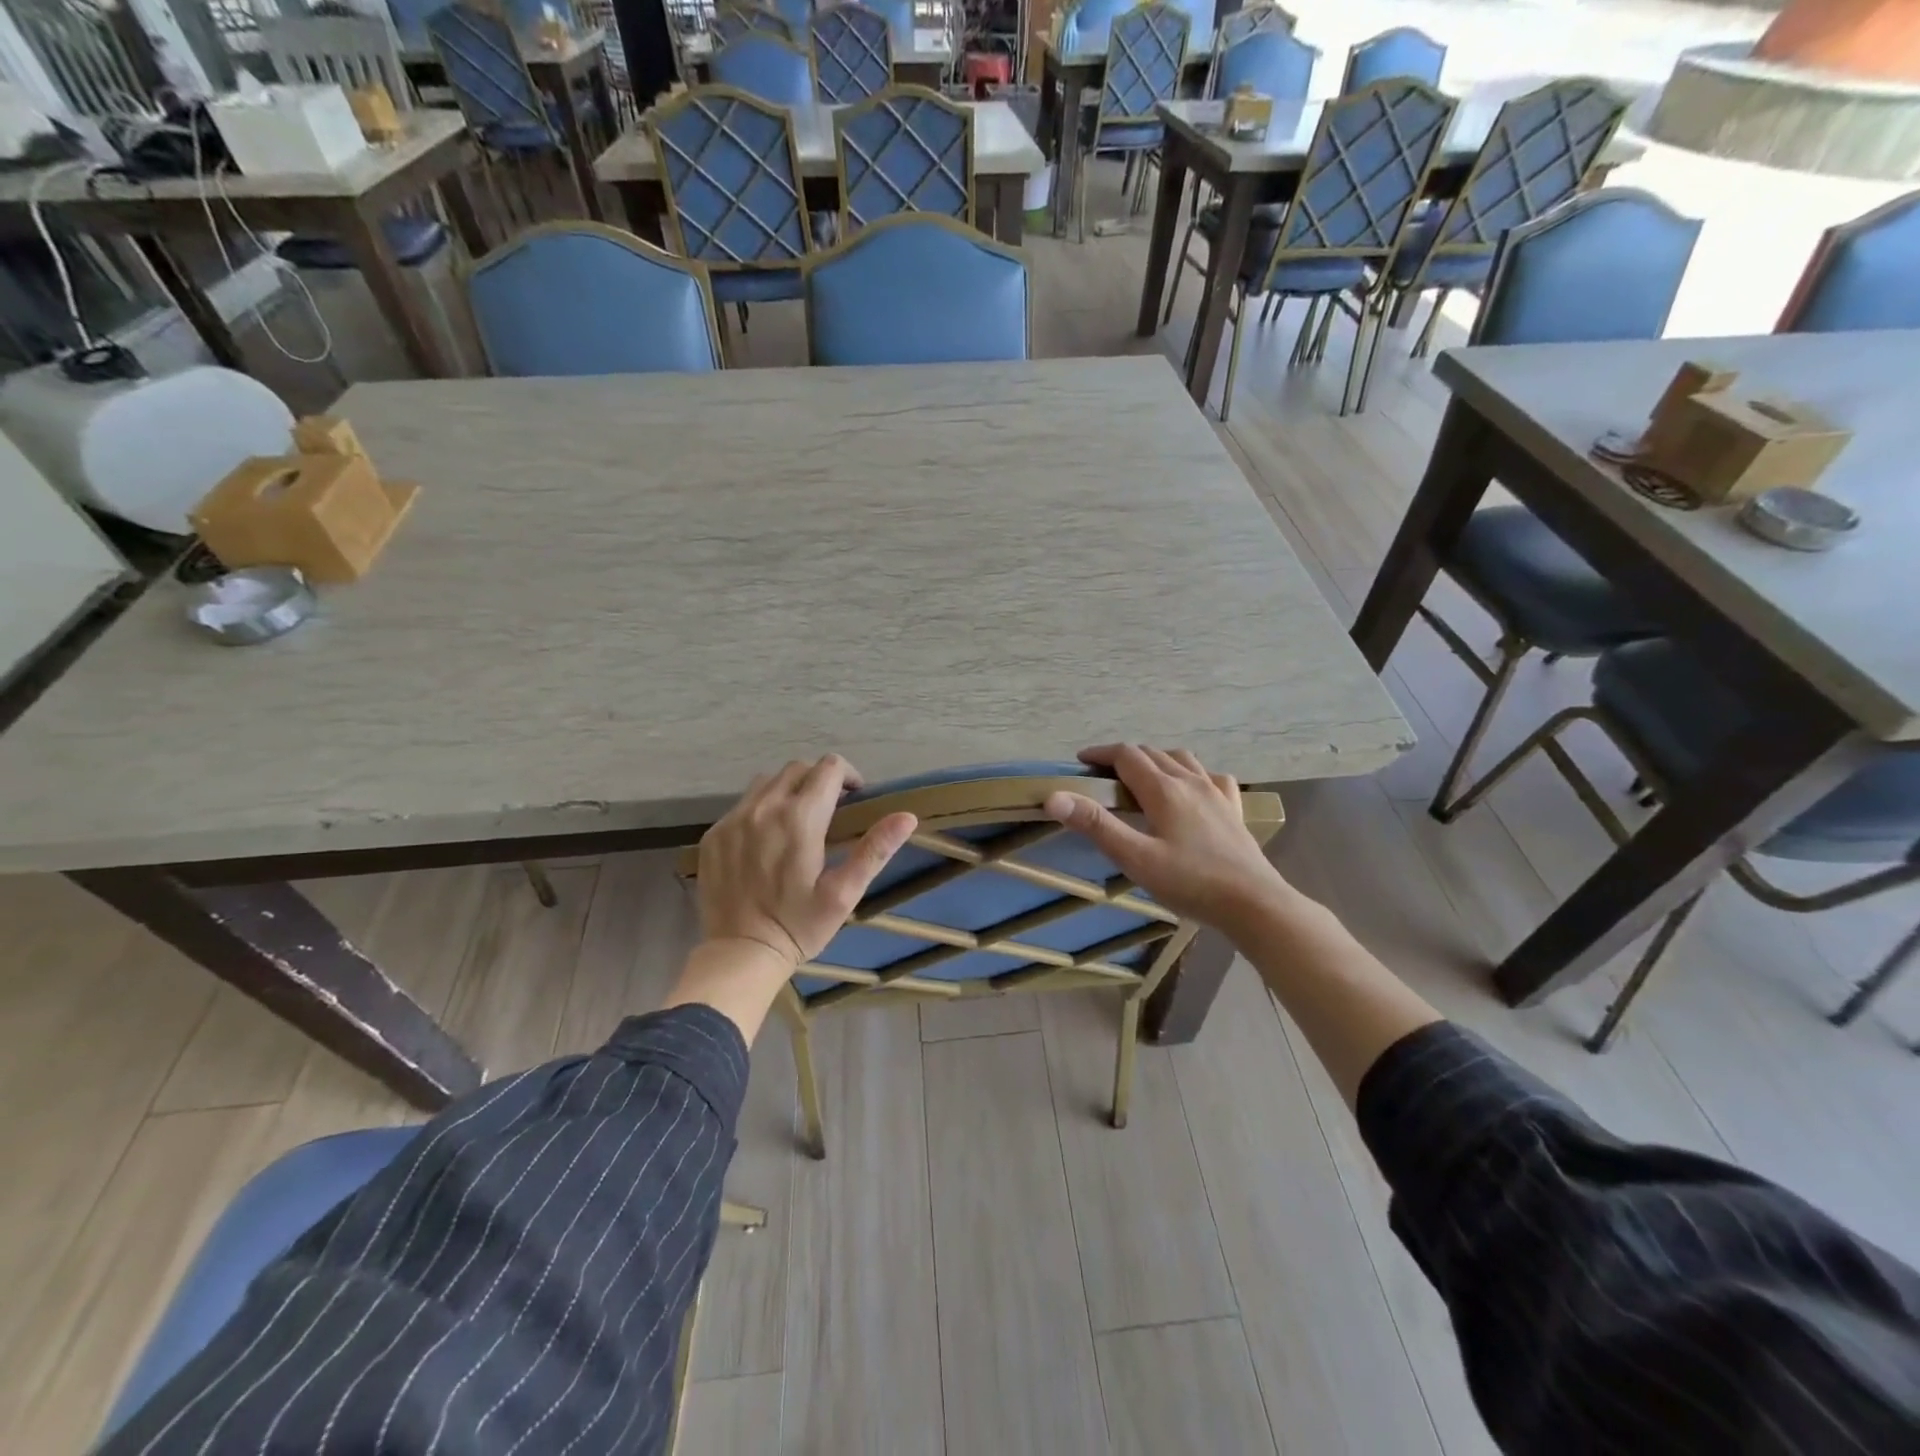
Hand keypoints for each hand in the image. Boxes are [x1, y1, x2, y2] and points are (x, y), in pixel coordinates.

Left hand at [697, 755, 916, 971]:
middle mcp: (764, 807)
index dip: (848, 776)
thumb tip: (907, 816)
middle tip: (830, 809)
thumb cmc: (800, 926)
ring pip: (767, 781)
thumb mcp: (844, 893)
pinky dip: (761, 809)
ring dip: (789, 790)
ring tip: (798, 820)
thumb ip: (874, 849)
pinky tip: (767, 840)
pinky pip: (743, 804)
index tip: (854, 798)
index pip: (829, 768)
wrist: (740, 953)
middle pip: (798, 768)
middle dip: (819, 780)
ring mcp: (733, 819)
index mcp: (801, 818)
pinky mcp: (714, 834)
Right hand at [1043, 744, 1292, 931]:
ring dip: (1157, 759)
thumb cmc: (1190, 882)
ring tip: (1143, 777)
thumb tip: (1054, 797)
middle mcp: (1190, 781)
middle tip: (1103, 776)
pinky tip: (1193, 789)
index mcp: (1163, 789)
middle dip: (1124, 757)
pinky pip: (1212, 777)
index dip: (1101, 754)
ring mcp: (1216, 793)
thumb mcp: (1135, 858)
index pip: (1126, 756)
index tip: (1081, 762)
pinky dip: (1193, 774)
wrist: (1254, 903)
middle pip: (1152, 753)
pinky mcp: (1234, 809)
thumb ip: (1096, 825)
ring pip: (1182, 759)